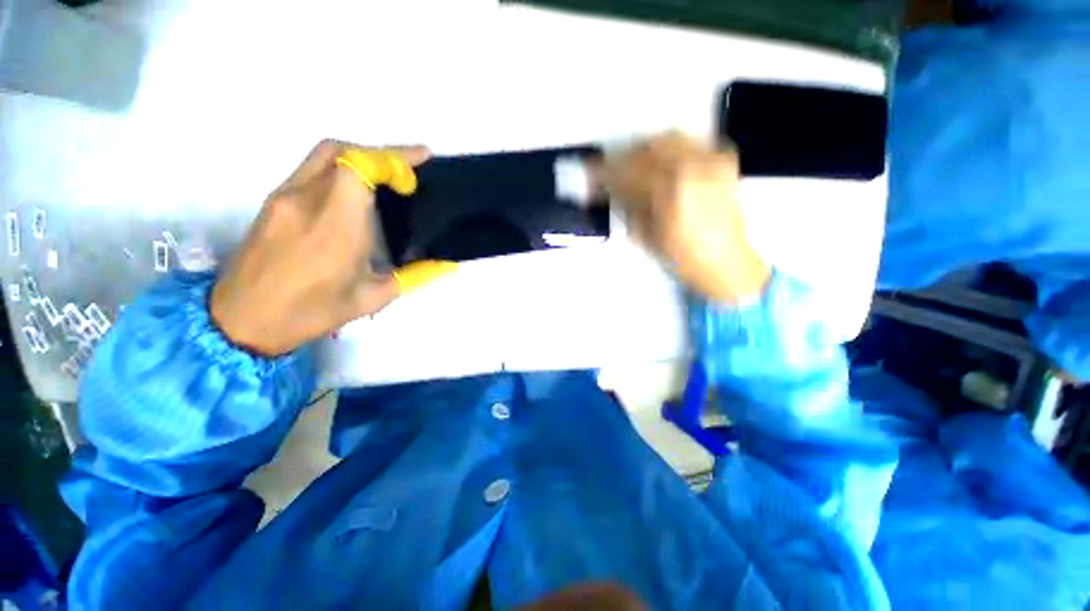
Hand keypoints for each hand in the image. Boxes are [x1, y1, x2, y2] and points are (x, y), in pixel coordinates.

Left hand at [210, 140, 428, 356]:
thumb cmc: (311, 312)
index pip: (359, 166)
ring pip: (325, 155)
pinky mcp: (273, 201)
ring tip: (386, 175)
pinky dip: (340, 168)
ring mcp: (284, 197)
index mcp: (335, 227)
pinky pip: (311, 169)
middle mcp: (306, 201)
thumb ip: (414, 276)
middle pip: (343, 150)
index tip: (416, 175)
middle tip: (408, 169)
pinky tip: (354, 193)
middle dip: (382, 153)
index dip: (392, 160)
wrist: (242, 320)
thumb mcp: (372, 298)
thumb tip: (446, 264)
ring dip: (360, 156)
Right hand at [602, 133, 769, 303]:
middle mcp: (694, 167)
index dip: (607, 172)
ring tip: (636, 165)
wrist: (725, 261)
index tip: (593, 174)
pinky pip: (690, 142)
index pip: (630, 171)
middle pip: (650, 146)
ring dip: (647, 149)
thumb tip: (610, 187)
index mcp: (671, 191)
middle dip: (626, 155)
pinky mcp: (723, 160)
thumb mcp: (646, 234)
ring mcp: (712, 160)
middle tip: (613, 169)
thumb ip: (628, 205)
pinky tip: (663, 165)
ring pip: (671, 137)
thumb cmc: (682, 256)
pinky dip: (671, 148)